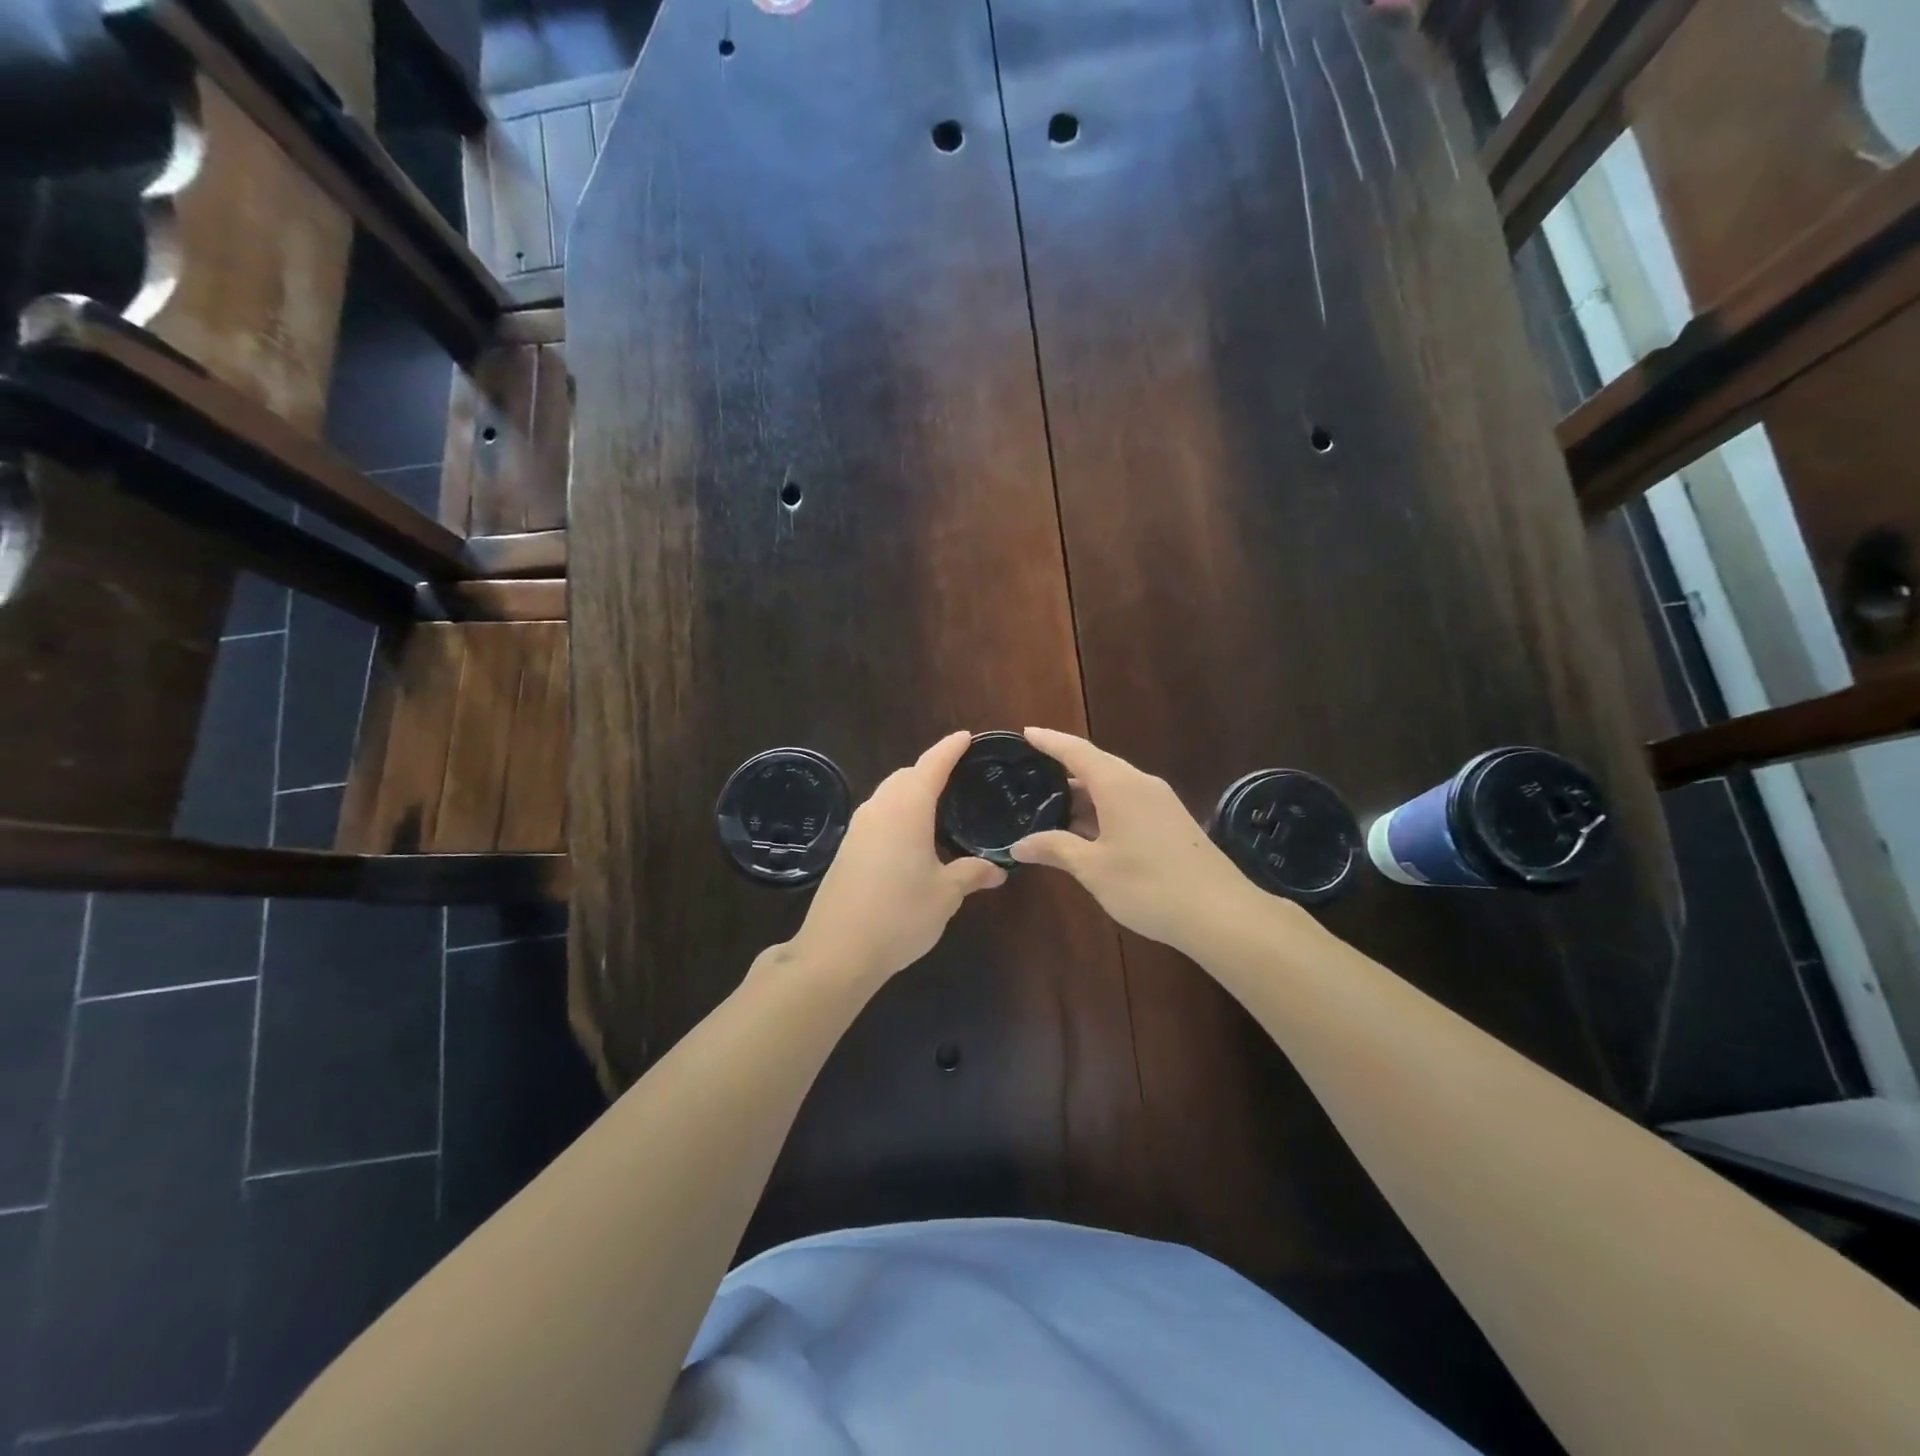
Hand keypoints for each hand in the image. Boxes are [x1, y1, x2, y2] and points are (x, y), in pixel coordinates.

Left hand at [786, 731, 1006, 985]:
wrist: (836, 951)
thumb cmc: (900, 914)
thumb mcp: (946, 894)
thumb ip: (972, 874)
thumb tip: (998, 870)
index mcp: (907, 808)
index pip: (932, 765)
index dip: (950, 749)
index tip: (966, 737)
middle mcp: (879, 808)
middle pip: (906, 776)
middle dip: (930, 771)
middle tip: (959, 779)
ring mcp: (858, 828)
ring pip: (888, 795)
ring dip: (911, 793)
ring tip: (939, 809)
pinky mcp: (846, 849)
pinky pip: (878, 817)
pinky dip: (898, 815)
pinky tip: (911, 839)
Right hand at [1010, 727, 1257, 952]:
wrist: (1221, 913)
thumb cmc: (1149, 885)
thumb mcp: (1093, 868)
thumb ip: (1055, 849)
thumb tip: (1019, 844)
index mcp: (1119, 785)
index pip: (1077, 752)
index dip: (1050, 741)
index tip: (1026, 732)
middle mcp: (1141, 784)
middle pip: (1096, 766)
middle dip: (1064, 769)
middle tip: (1031, 776)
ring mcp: (1160, 803)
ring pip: (1113, 787)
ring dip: (1083, 795)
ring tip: (1050, 807)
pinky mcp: (1172, 822)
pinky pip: (1128, 803)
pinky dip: (1102, 810)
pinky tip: (1087, 831)